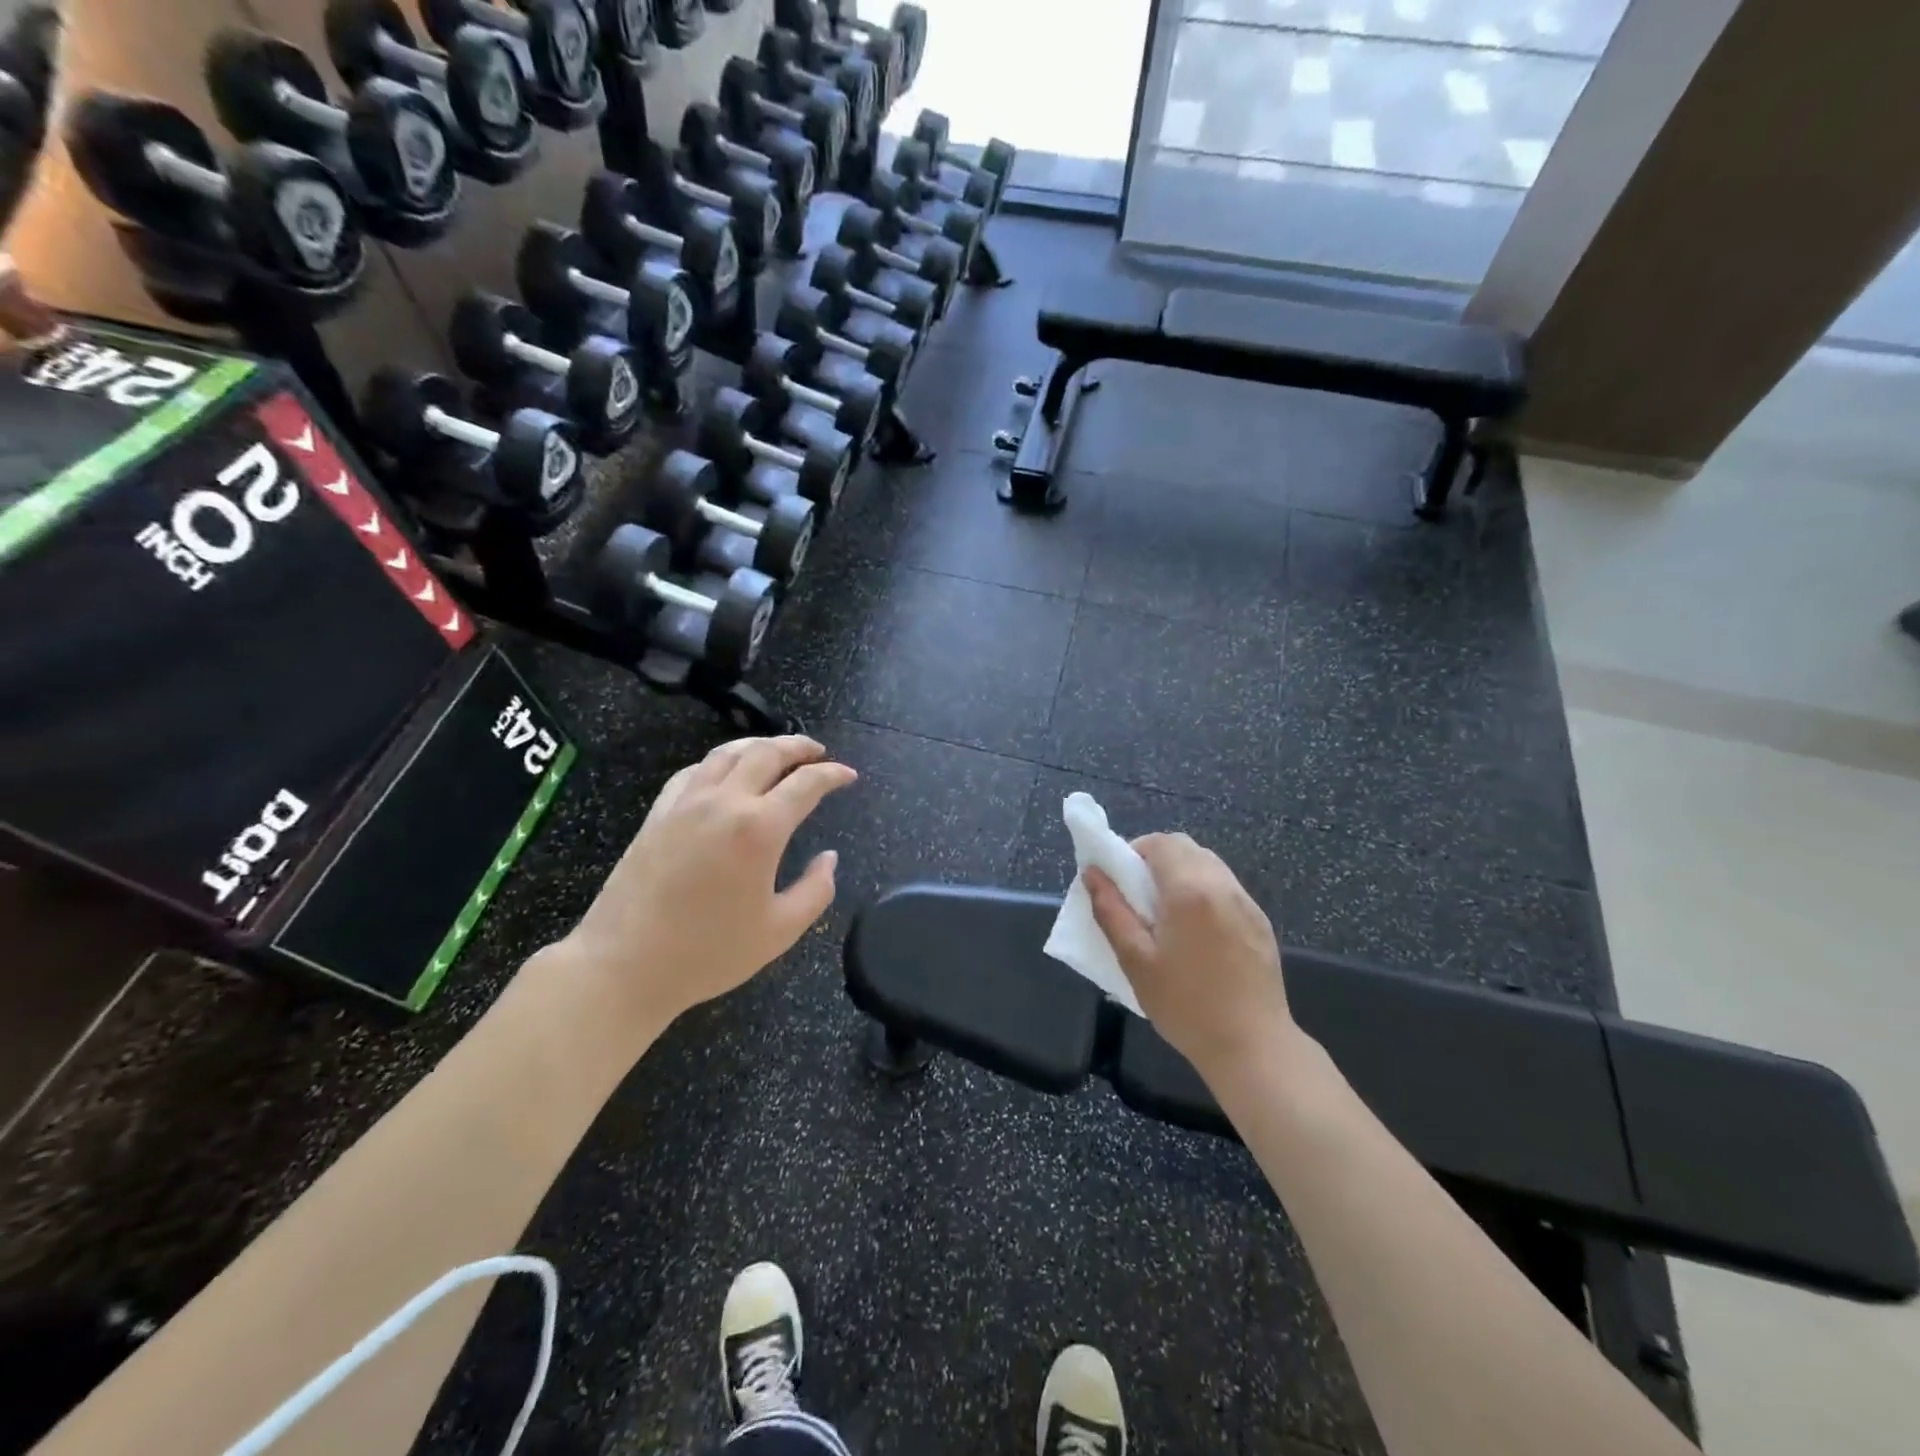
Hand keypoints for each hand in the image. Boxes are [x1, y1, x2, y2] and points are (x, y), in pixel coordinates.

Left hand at [542, 736, 856, 1040]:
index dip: (833, 775)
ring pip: (727, 753)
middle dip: (798, 746)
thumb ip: (816, 891)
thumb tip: (829, 858)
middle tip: (818, 751)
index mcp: (759, 828)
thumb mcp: (779, 931)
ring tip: (777, 750)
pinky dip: (719, 762)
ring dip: (759, 744)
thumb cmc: (708, 953)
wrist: (624, 965)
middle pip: (766, 753)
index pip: (806, 784)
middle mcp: (724, 802)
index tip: (849, 775)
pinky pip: (694, 771)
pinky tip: (724, 773)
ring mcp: (686, 803)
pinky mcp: (658, 813)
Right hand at [1085, 833, 1297, 1079]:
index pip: (1160, 843)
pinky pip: (1226, 887)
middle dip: (1156, 858)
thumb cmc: (1185, 1004)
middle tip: (1138, 895)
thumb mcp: (1135, 960)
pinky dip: (1204, 890)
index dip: (1134, 851)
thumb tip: (1092, 874)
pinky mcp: (1260, 921)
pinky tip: (1196, 931)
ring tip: (1166, 913)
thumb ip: (1111, 911)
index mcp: (1189, 889)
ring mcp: (1246, 902)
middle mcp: (1222, 885)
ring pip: (1208, 864)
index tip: (1120, 880)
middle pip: (1185, 847)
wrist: (1252, 1046)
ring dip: (1181, 872)